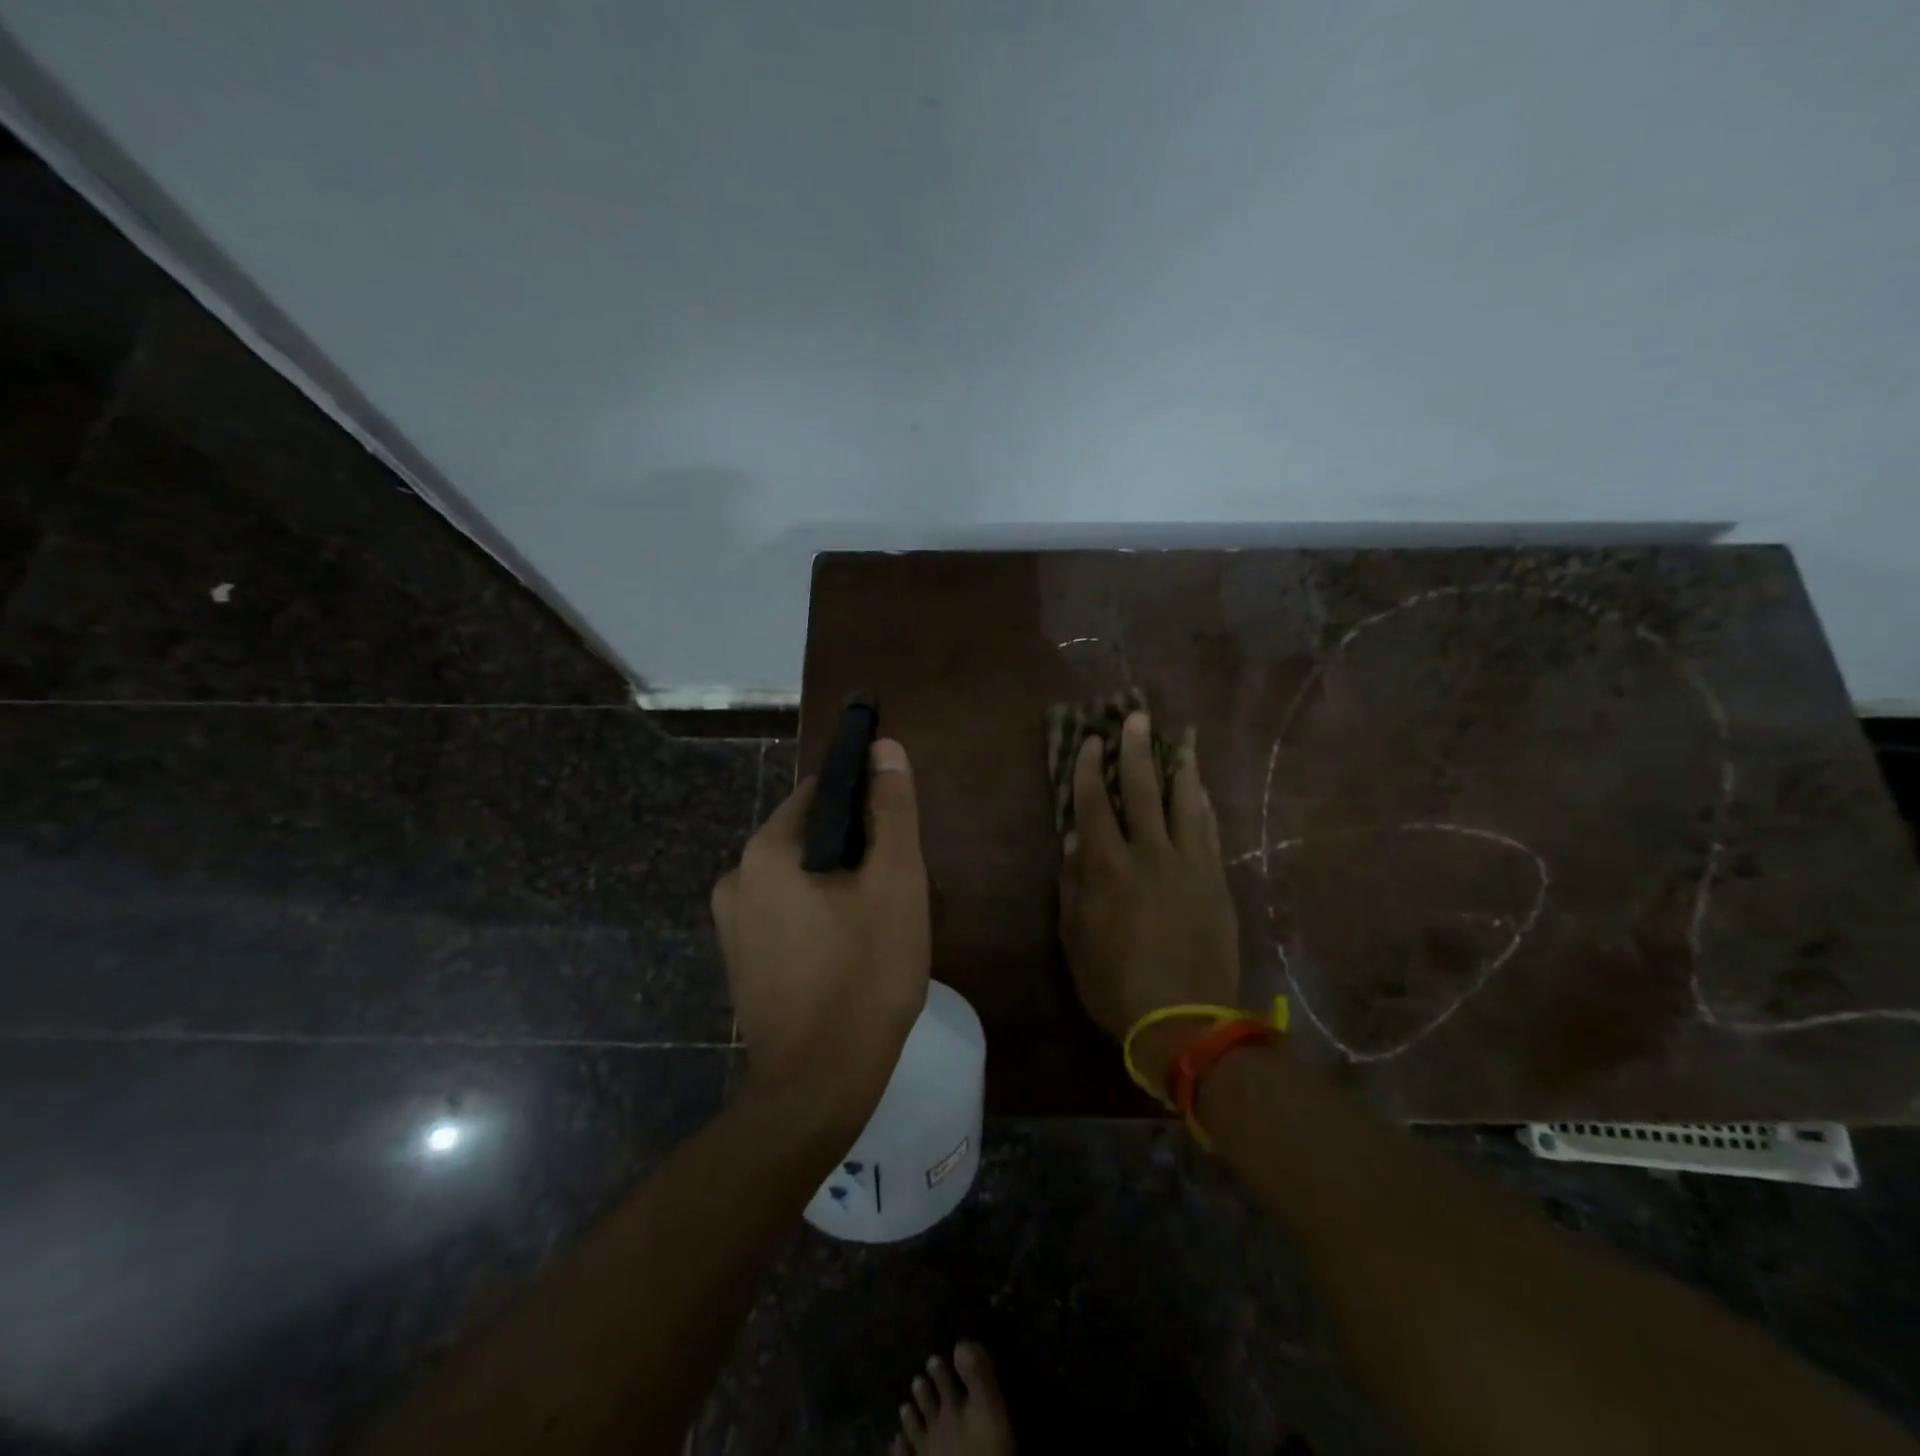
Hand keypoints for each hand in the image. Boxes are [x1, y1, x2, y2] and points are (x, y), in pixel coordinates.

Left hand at [711, 739, 930, 1127]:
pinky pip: (784, 913)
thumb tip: (883, 747)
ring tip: (877, 921)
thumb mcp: (895, 882)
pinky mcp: (740, 960)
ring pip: (798, 877)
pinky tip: (847, 950)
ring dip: (836, 883)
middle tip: (895, 886)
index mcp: (768, 849)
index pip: (821, 792)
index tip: (898, 830)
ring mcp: (732, 923)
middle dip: (853, 848)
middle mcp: (736, 876)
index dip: (866, 800)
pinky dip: (816, 915)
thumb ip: (891, 810)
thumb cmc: (865, 974)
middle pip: (808, 835)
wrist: (819, 1084)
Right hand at [1059, 713, 1239, 1088]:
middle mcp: (1150, 854)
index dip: (1091, 771)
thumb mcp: (1075, 938)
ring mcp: (1189, 865)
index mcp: (1108, 867)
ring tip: (1181, 739)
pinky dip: (1204, 805)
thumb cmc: (1115, 983)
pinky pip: (1210, 831)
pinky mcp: (1216, 881)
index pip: (1096, 806)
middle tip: (1137, 717)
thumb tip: (1073, 842)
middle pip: (1144, 791)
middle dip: (1138, 751)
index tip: (1092, 741)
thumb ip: (1073, 885)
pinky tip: (1202, 789)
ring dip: (1181, 767)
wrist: (1184, 1019)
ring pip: (1185, 803)